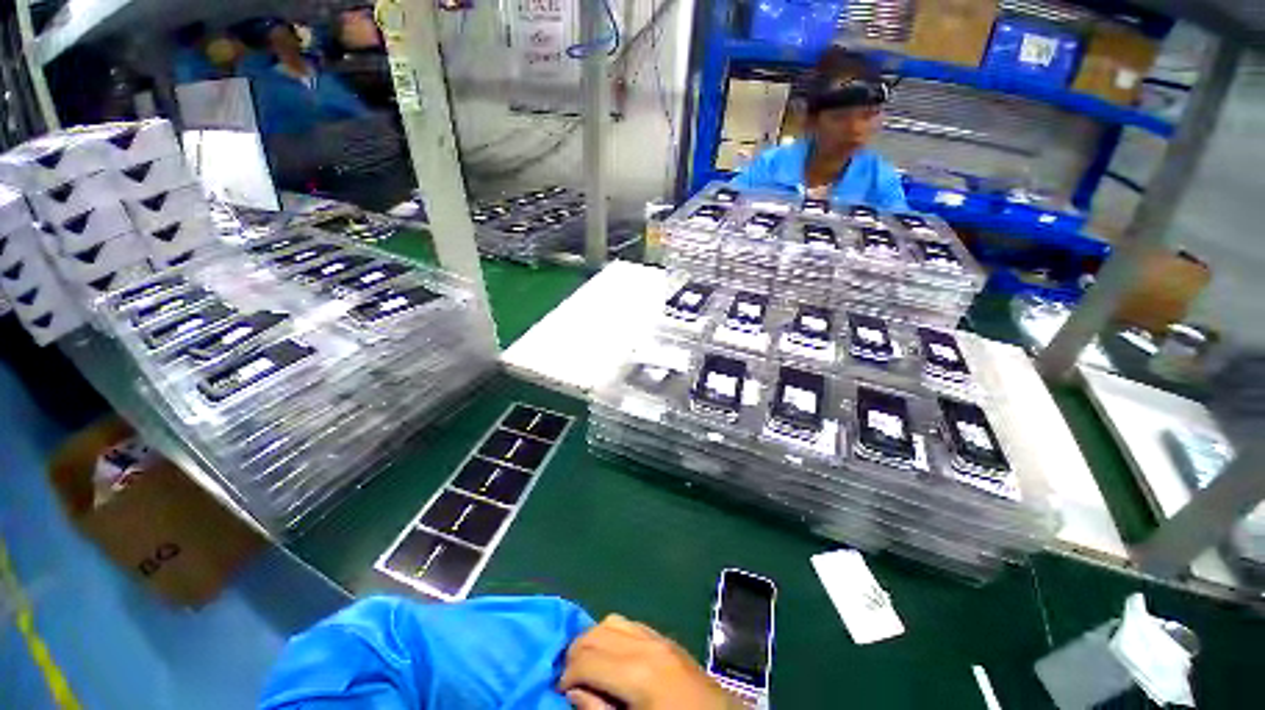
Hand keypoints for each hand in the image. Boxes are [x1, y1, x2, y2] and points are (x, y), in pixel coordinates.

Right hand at [560, 614, 736, 709]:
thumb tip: (574, 691)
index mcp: (638, 673)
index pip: (587, 658)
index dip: (566, 675)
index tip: (559, 692)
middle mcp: (646, 645)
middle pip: (596, 633)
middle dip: (575, 654)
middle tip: (569, 681)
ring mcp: (659, 637)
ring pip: (611, 621)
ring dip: (593, 640)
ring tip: (588, 668)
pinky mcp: (666, 639)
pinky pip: (631, 624)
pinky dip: (613, 635)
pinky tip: (612, 657)